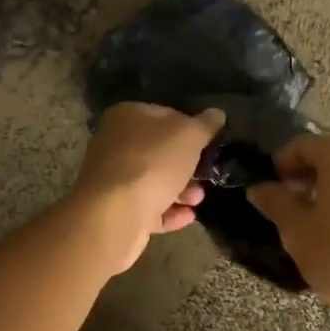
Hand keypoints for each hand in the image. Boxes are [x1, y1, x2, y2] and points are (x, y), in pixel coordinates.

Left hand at [73, 103, 223, 272]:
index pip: (164, 115)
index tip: (208, 143)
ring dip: (180, 191)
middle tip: (206, 174)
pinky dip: (168, 212)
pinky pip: (147, 207)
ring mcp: (112, 179)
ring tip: (197, 199)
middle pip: (158, 152)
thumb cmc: (152, 163)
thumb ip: (204, 125)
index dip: (189, 127)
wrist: (115, 213)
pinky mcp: (115, 209)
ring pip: (153, 181)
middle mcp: (114, 144)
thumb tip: (217, 114)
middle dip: (186, 165)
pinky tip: (188, 216)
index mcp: (126, 116)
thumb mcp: (188, 136)